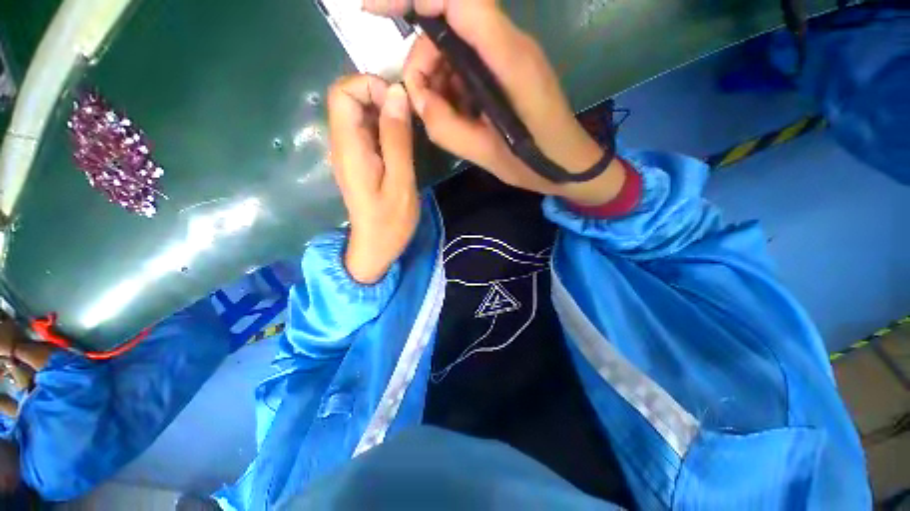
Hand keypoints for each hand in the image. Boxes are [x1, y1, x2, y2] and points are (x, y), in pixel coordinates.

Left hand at [328, 75, 419, 284]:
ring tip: (409, 131)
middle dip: (381, 97)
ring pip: (359, 114)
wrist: (376, 246)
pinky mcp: (358, 160)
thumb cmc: (390, 221)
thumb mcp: (401, 181)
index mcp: (349, 148)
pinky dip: (385, 127)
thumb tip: (397, 94)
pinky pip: (367, 131)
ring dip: (385, 113)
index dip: (370, 86)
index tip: (399, 105)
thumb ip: (397, 138)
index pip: (343, 93)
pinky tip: (402, 142)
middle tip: (409, 119)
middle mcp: (342, 144)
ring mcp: (349, 153)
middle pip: (349, 99)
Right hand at [363, 0, 626, 205]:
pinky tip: (459, 112)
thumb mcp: (486, 155)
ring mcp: (511, 55)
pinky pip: (469, 61)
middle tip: (424, 104)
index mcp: (510, 62)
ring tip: (442, 115)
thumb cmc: (534, 163)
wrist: (568, 164)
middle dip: (424, 59)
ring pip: (457, 44)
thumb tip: (415, 96)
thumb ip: (446, 127)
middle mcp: (511, 46)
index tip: (375, 10)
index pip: (459, 1)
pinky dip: (453, 84)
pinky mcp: (508, 67)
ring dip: (438, 76)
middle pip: (451, 23)